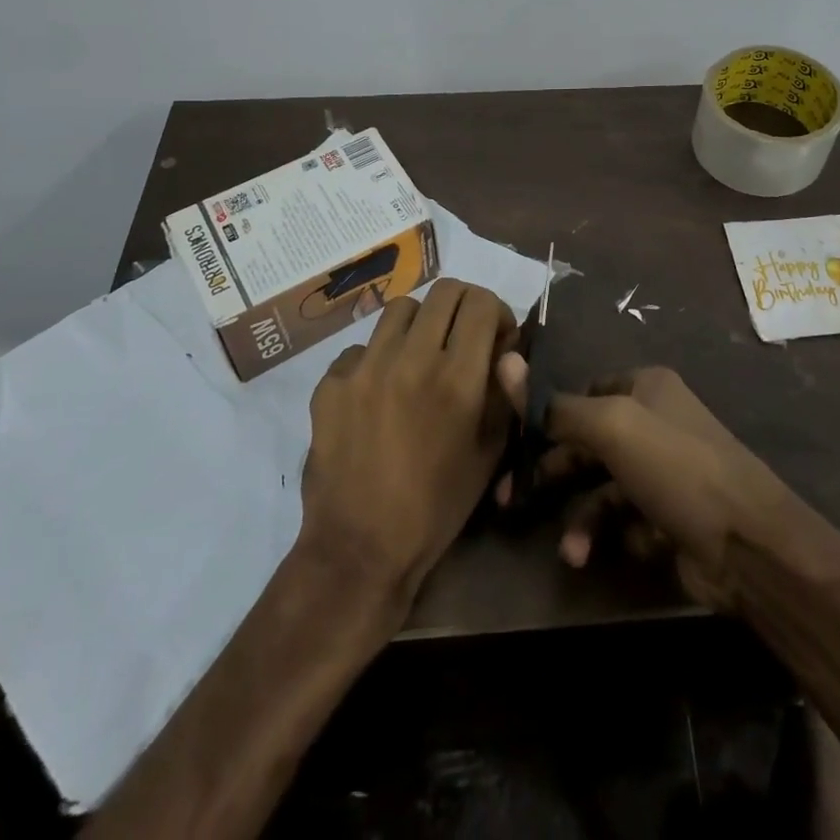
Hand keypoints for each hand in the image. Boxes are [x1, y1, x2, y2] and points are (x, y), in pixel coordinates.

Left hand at [300, 280, 517, 606]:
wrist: (360, 548)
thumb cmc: (437, 506)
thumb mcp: (489, 453)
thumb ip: (504, 393)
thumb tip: (508, 348)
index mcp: (457, 377)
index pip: (480, 302)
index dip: (496, 311)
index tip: (495, 337)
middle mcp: (411, 358)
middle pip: (444, 291)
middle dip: (462, 307)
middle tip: (462, 337)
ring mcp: (365, 367)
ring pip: (400, 309)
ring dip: (420, 324)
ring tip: (419, 357)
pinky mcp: (330, 382)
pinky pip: (360, 348)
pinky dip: (377, 359)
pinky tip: (378, 392)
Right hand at [494, 358, 801, 611]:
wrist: (748, 545)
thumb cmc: (675, 467)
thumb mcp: (611, 426)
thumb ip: (556, 406)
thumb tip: (506, 362)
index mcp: (645, 387)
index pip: (583, 393)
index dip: (548, 416)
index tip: (514, 443)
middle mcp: (654, 422)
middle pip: (587, 443)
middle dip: (552, 473)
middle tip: (511, 499)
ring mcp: (664, 472)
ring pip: (603, 489)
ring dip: (582, 519)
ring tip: (572, 552)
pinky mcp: (670, 517)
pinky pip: (628, 522)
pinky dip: (618, 536)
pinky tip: (628, 548)